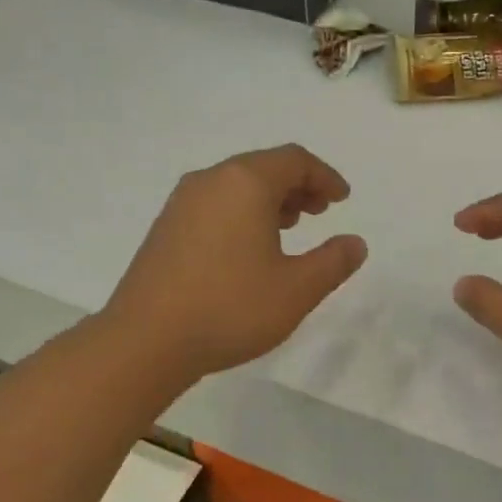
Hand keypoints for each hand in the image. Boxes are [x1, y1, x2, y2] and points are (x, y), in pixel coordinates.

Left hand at [109, 145, 366, 382]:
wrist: (146, 341)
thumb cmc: (231, 308)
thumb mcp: (297, 289)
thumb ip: (333, 262)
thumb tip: (355, 243)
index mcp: (245, 183)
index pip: (294, 160)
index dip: (324, 176)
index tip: (342, 200)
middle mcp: (210, 181)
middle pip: (263, 167)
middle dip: (297, 185)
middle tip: (320, 212)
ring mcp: (181, 203)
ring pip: (236, 186)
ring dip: (269, 200)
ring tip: (289, 228)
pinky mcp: (164, 228)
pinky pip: (214, 205)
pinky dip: (241, 213)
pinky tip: (248, 249)